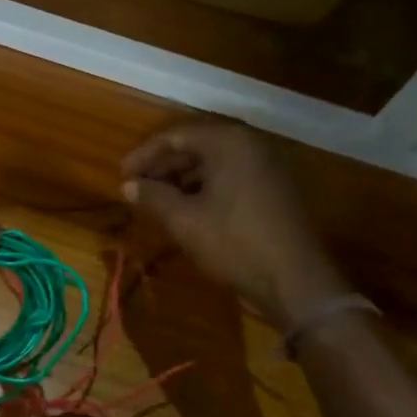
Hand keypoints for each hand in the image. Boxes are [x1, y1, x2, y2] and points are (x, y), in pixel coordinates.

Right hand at [121, 120, 348, 329]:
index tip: (122, 176)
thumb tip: (127, 186)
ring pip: (214, 163)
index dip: (144, 156)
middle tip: (137, 190)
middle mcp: (251, 144)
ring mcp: (267, 166)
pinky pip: (232, 176)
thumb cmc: (234, 243)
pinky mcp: (275, 188)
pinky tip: (189, 210)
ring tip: (158, 202)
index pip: (175, 136)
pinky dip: (206, 188)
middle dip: (163, 168)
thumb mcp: (184, 221)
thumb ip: (153, 197)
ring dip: (183, 179)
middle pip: (196, 146)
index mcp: (228, 142)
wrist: (294, 280)